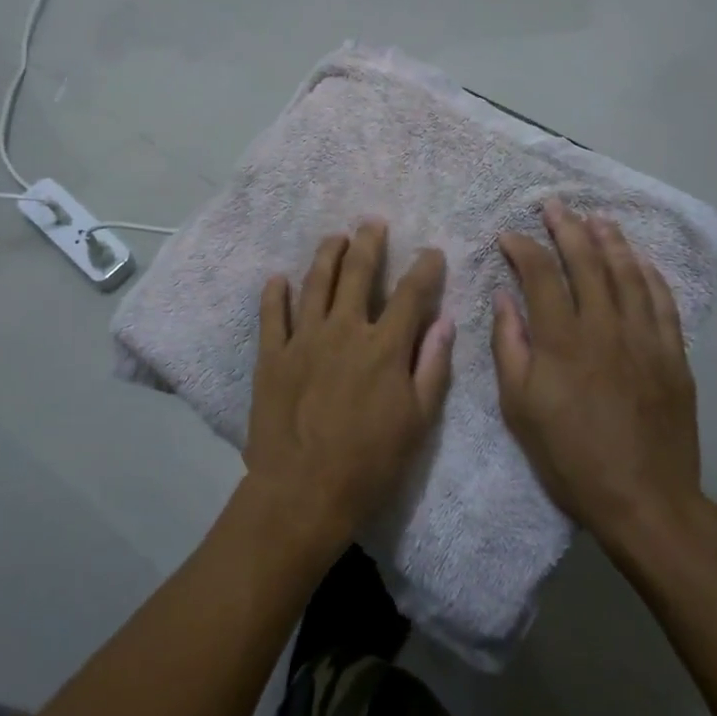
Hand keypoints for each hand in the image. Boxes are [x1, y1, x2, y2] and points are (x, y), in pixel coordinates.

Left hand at [245, 221, 455, 557]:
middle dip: (368, 244)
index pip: (410, 294)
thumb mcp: (417, 422)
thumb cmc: (369, 464)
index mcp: (384, 347)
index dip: (424, 268)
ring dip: (326, 255)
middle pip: (357, 274)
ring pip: (315, 283)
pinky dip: (275, 293)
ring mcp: (303, 340)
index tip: (431, 252)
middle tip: (372, 222)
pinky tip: (278, 278)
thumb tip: (445, 321)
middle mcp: (344, 330)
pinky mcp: (272, 355)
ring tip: (334, 236)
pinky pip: (272, 315)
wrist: (302, 492)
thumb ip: (432, 366)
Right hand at [492, 201, 703, 542]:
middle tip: (554, 205)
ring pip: (628, 273)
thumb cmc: (569, 457)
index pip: (540, 274)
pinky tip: (640, 260)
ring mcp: (645, 338)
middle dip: (567, 228)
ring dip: (610, 241)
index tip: (508, 235)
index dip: (523, 247)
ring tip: (597, 218)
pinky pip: (662, 302)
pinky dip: (649, 274)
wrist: (644, 500)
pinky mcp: (673, 355)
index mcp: (562, 340)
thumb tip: (504, 298)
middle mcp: (605, 327)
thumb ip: (509, 346)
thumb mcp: (519, 408)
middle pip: (587, 262)